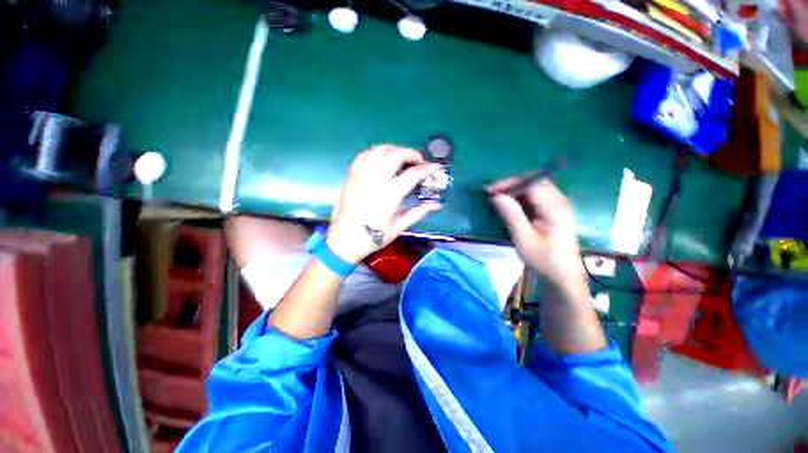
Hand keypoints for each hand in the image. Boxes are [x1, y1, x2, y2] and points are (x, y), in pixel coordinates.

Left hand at [327, 145, 442, 263]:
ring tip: (402, 157)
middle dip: (412, 153)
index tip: (437, 167)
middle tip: (420, 161)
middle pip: (396, 155)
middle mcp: (376, 180)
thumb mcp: (398, 227)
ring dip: (394, 149)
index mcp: (390, 195)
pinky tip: (381, 158)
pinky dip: (375, 152)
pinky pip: (363, 156)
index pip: (413, 174)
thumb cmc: (373, 237)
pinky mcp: (351, 176)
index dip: (428, 168)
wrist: (344, 241)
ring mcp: (361, 176)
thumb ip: (418, 212)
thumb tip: (436, 205)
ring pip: (379, 150)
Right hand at [487, 178, 584, 285]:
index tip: (491, 190)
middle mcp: (560, 201)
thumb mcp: (523, 239)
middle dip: (512, 183)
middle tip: (493, 192)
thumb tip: (497, 196)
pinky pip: (538, 194)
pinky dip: (522, 195)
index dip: (510, 183)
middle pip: (535, 181)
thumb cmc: (543, 259)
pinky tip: (512, 203)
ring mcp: (559, 204)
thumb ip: (511, 215)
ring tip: (499, 197)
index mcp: (555, 209)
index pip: (531, 184)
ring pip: (536, 186)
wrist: (564, 274)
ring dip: (516, 189)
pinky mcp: (556, 209)